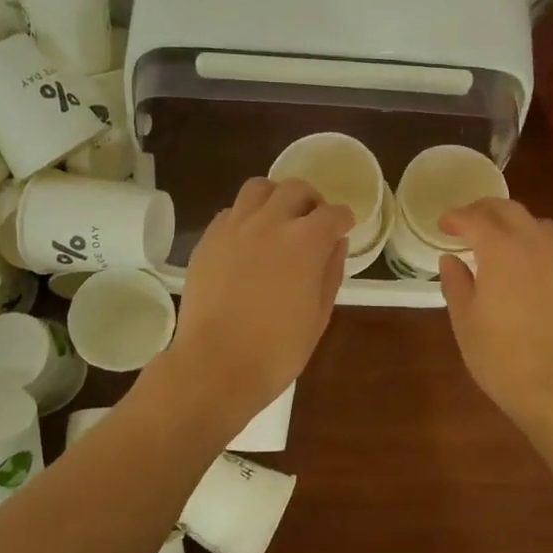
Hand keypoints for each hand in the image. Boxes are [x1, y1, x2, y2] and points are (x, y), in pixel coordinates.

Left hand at [170, 178, 351, 416]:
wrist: (216, 364)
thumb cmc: (277, 349)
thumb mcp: (319, 315)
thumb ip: (330, 271)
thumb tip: (336, 243)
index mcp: (305, 240)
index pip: (333, 213)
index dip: (343, 219)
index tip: (344, 228)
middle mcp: (270, 222)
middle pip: (296, 189)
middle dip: (312, 201)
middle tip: (313, 221)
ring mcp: (235, 227)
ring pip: (259, 188)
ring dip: (276, 197)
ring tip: (278, 218)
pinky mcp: (208, 239)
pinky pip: (231, 211)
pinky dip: (246, 216)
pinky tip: (248, 239)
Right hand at [438, 200, 552, 430]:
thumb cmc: (501, 356)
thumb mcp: (465, 321)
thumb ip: (456, 283)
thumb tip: (451, 260)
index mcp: (501, 250)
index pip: (475, 219)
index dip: (456, 218)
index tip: (443, 224)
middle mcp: (536, 246)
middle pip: (510, 210)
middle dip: (485, 209)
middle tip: (468, 220)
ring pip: (541, 226)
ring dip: (518, 224)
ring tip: (503, 240)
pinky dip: (539, 252)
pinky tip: (531, 276)